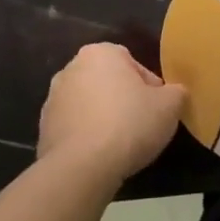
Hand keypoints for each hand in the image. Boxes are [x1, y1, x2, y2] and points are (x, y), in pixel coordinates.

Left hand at [37, 43, 184, 186]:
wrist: (82, 167)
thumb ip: (176, 92)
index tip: (157, 109)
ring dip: (103, 118)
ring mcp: (53, 99)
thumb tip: (174, 94)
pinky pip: (74, 128)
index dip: (150, 87)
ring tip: (121, 144)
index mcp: (101, 53)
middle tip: (141, 124)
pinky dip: (87, 137)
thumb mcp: (170, 105)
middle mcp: (71, 69)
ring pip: (90, 105)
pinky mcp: (43, 129)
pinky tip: (100, 156)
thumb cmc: (129, 124)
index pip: (133, 64)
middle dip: (123, 99)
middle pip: (108, 82)